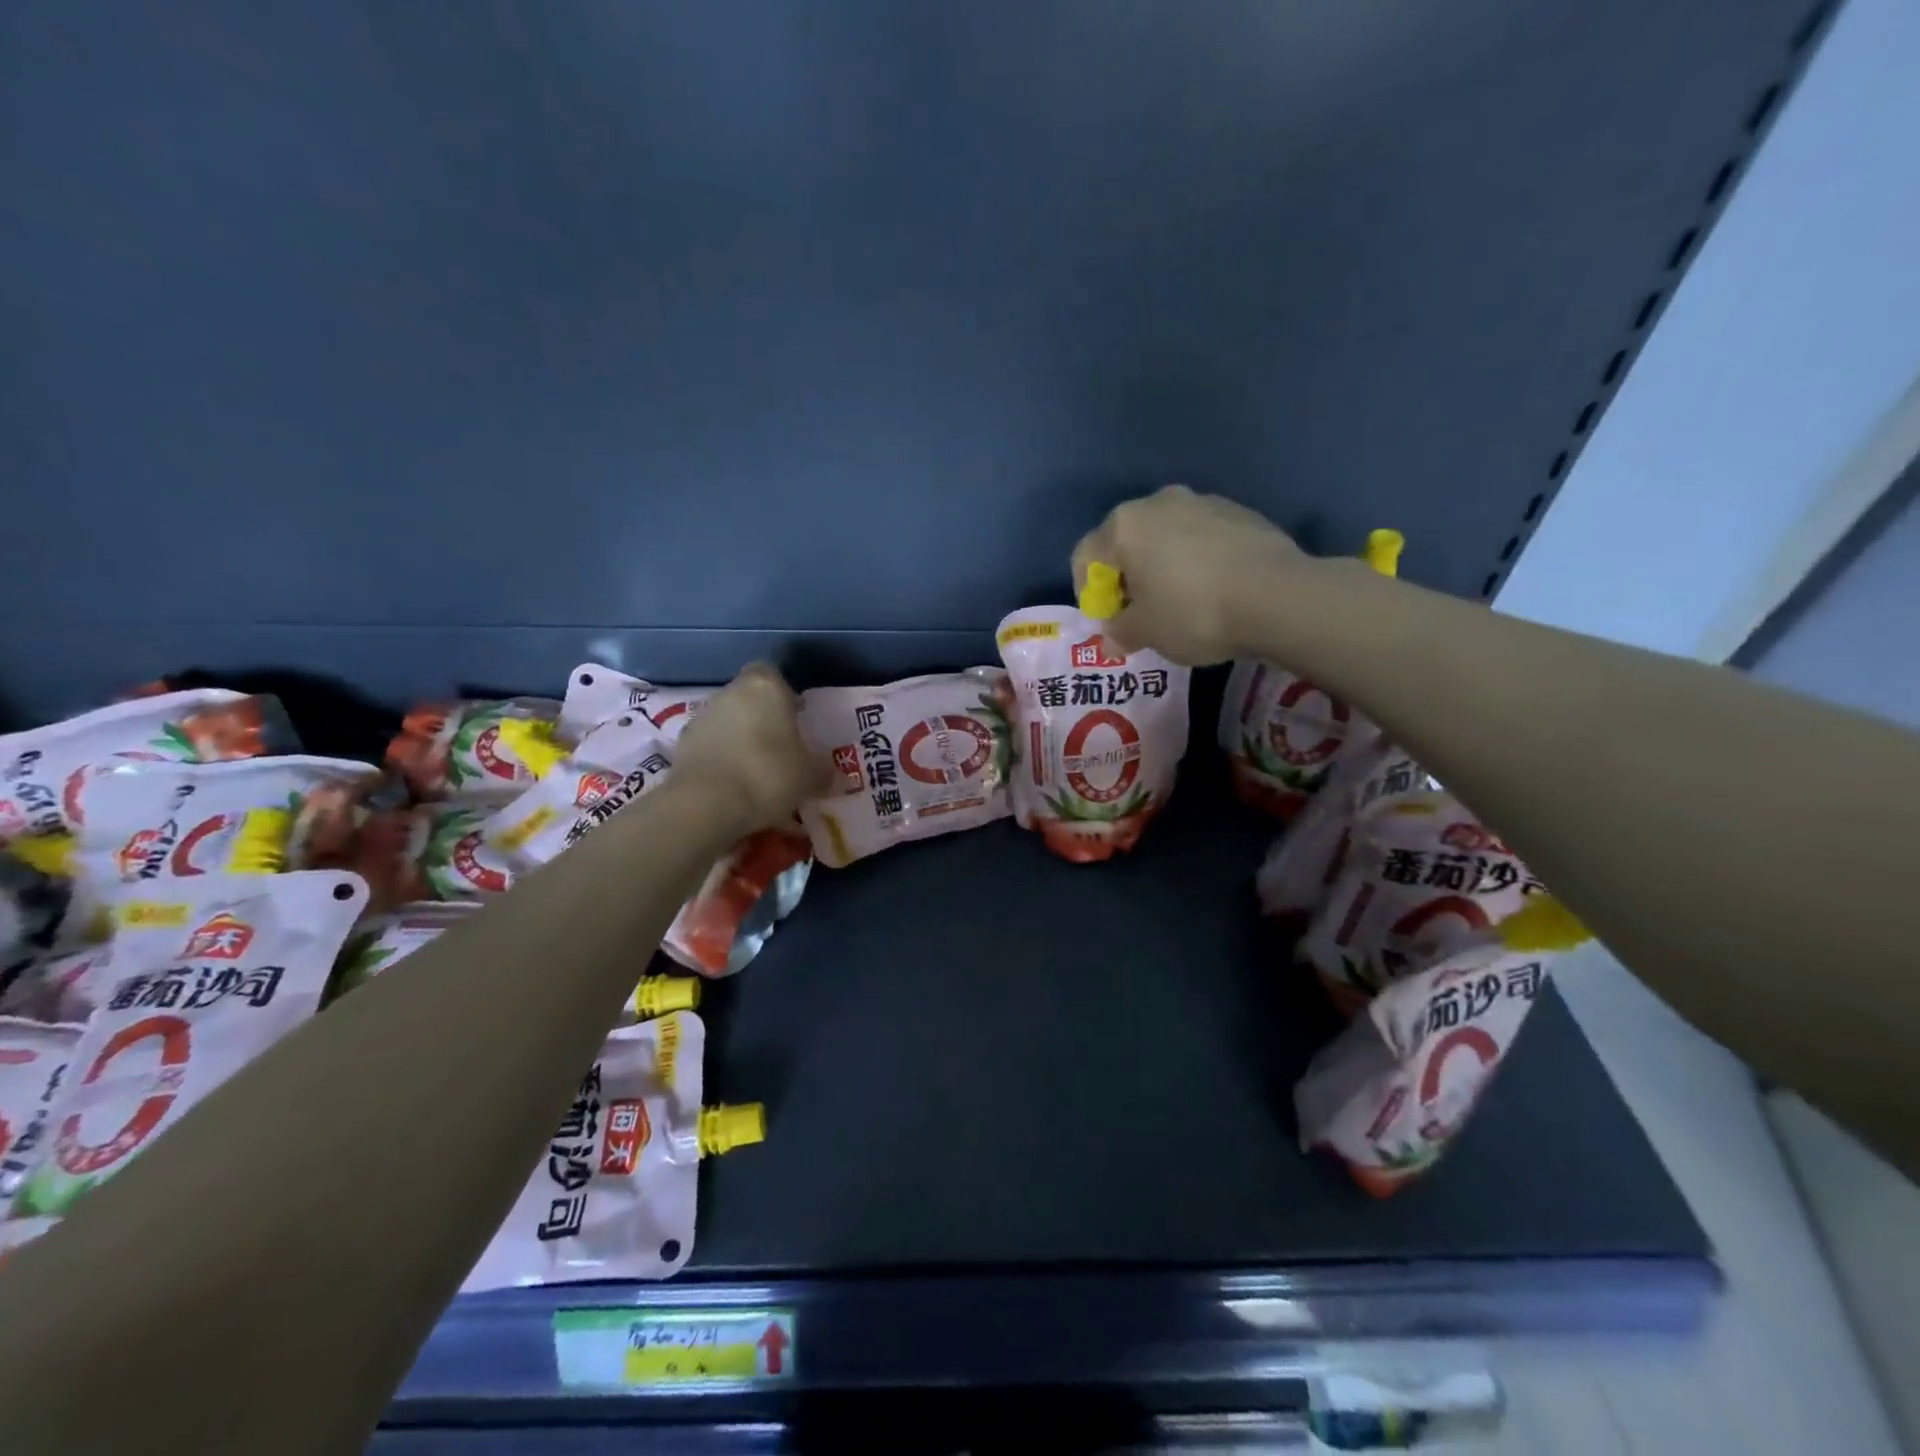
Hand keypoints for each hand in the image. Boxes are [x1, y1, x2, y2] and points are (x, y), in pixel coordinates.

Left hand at [670, 664, 826, 834]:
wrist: (706, 804)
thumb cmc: (768, 775)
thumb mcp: (809, 777)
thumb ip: (823, 773)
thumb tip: (837, 778)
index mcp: (765, 687)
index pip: (773, 674)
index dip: (784, 694)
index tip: (795, 716)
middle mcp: (730, 693)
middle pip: (748, 698)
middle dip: (763, 718)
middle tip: (781, 747)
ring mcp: (701, 717)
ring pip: (727, 721)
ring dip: (739, 739)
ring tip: (756, 772)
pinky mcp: (681, 745)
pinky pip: (709, 746)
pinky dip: (720, 759)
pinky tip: (733, 785)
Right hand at [1072, 485, 1306, 665]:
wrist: (1277, 596)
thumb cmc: (1193, 612)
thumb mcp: (1145, 632)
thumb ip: (1120, 630)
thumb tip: (1114, 635)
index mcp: (1124, 525)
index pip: (1086, 556)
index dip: (1089, 593)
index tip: (1108, 620)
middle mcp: (1159, 502)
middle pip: (1127, 542)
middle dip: (1127, 578)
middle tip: (1140, 613)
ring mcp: (1204, 502)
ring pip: (1166, 538)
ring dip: (1162, 567)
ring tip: (1180, 604)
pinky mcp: (1240, 512)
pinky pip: (1202, 539)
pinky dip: (1196, 562)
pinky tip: (1213, 591)